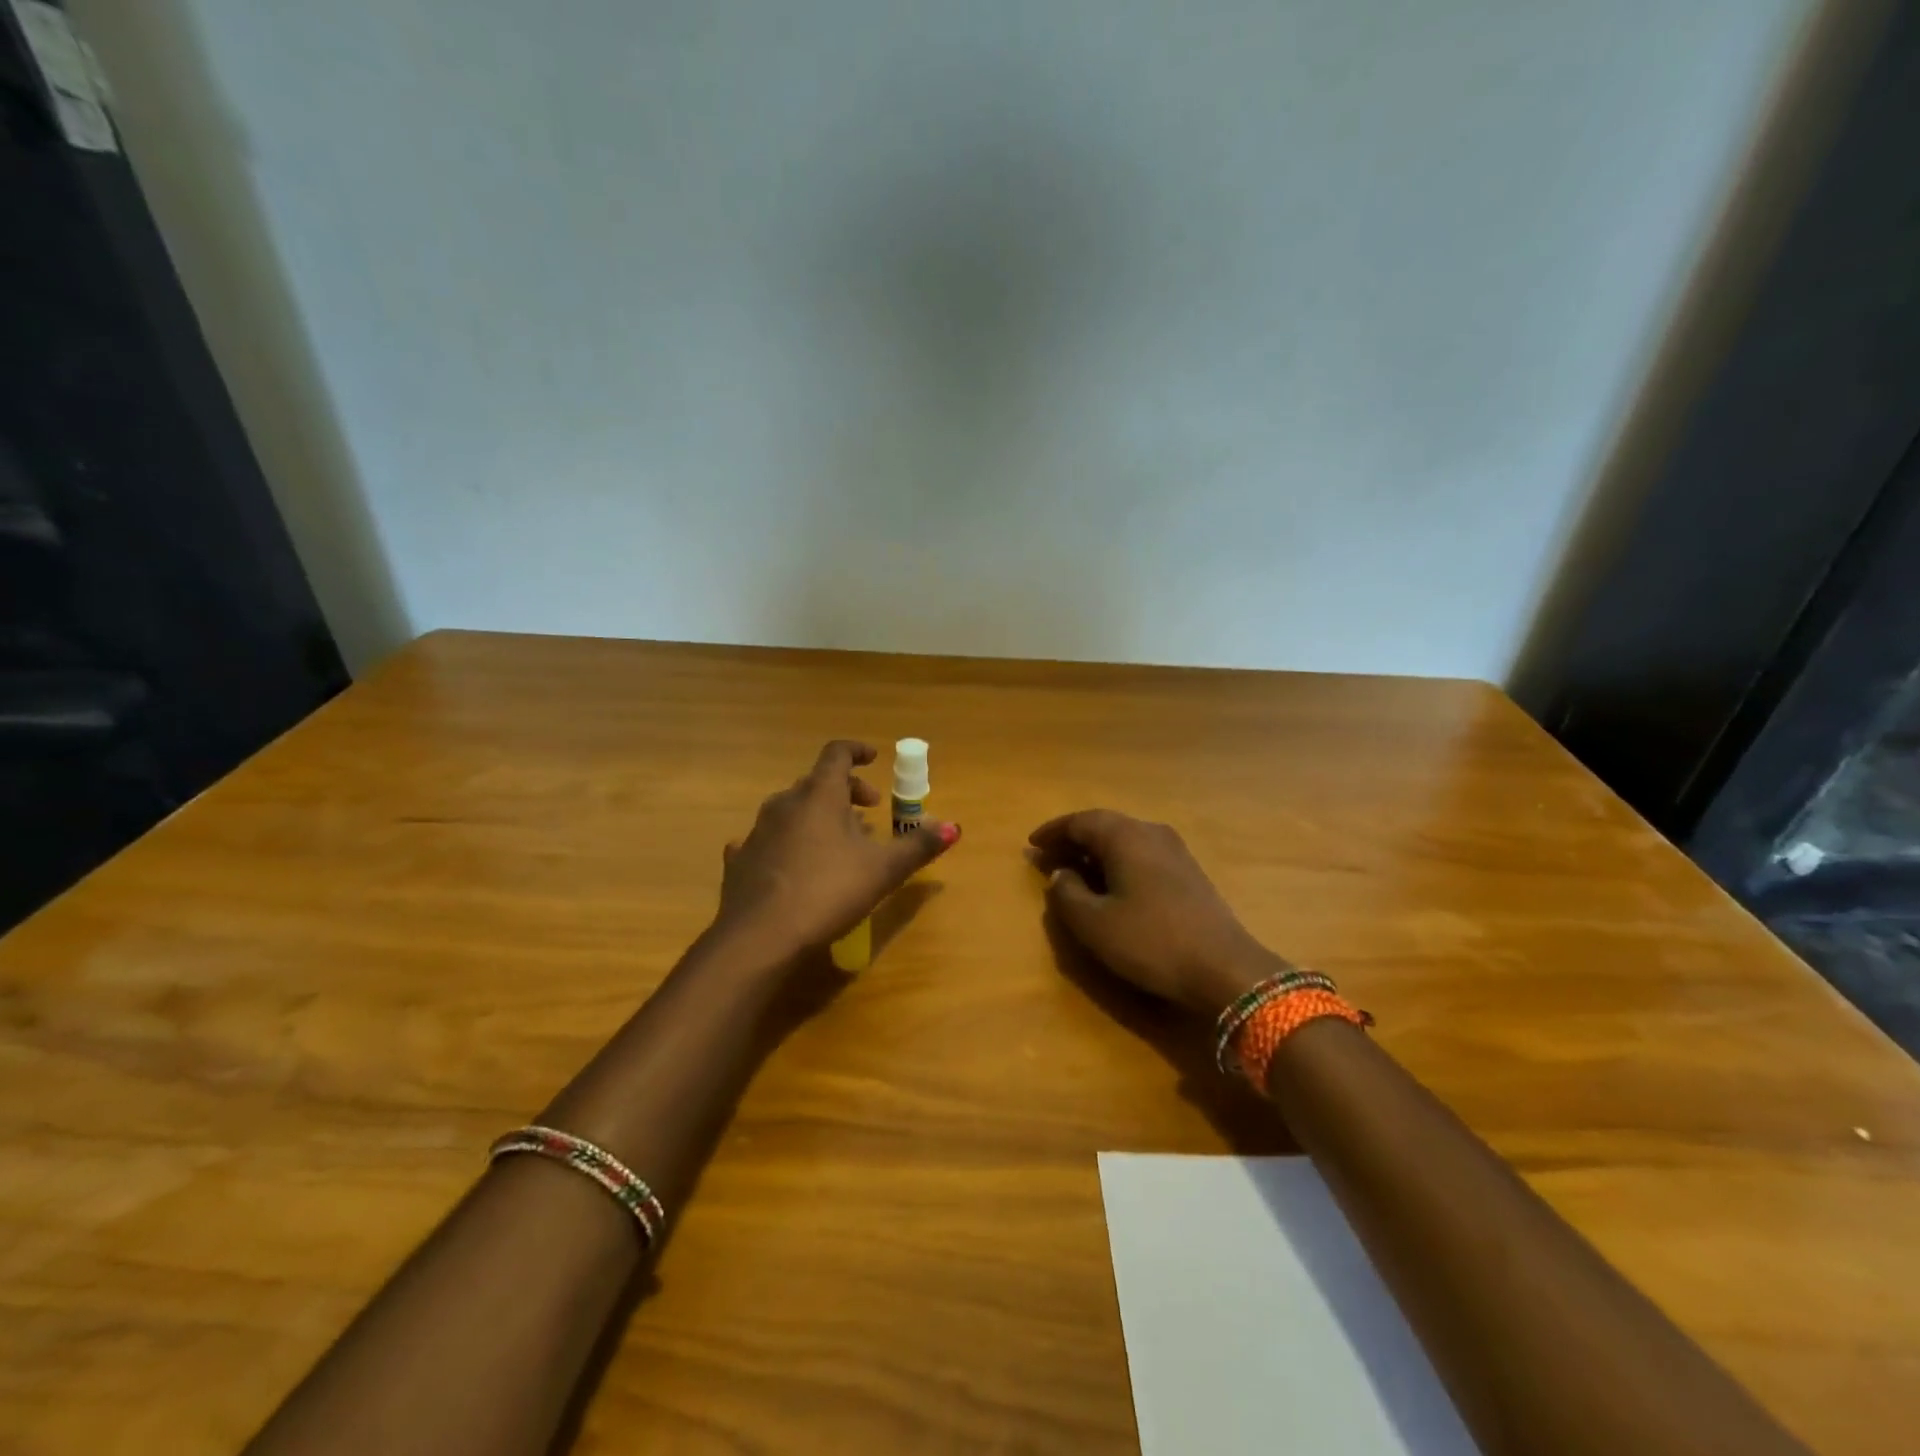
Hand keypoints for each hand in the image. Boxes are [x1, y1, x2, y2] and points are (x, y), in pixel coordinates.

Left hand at [715, 740, 958, 960]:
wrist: (758, 936)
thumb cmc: (828, 891)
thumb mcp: (882, 871)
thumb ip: (917, 846)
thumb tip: (954, 827)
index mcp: (820, 795)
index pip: (837, 754)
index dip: (857, 751)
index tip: (875, 759)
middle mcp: (785, 803)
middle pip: (817, 782)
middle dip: (846, 790)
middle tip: (870, 810)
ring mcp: (758, 831)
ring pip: (792, 810)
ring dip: (817, 816)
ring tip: (838, 841)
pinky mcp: (740, 860)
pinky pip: (767, 839)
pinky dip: (785, 841)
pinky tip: (789, 861)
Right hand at [1029, 809, 1285, 1014]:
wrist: (1225, 968)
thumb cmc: (1151, 941)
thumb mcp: (1094, 923)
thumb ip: (1067, 894)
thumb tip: (1061, 874)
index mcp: (1126, 836)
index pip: (1080, 821)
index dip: (1053, 832)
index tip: (1031, 844)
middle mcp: (1151, 832)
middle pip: (1104, 826)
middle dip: (1073, 840)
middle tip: (1048, 858)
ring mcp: (1175, 851)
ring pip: (1125, 840)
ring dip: (1096, 853)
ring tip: (1074, 872)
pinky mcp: (1189, 872)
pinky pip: (1142, 855)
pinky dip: (1118, 863)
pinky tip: (1111, 887)